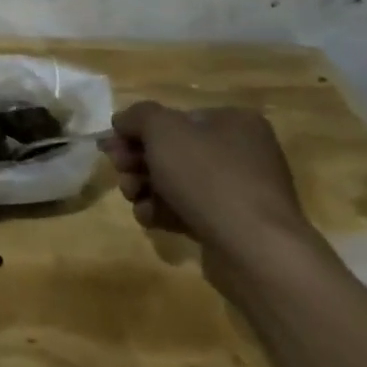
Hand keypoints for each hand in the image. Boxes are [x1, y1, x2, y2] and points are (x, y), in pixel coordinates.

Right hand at [104, 102, 317, 277]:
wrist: (254, 250)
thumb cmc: (208, 176)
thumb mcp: (162, 129)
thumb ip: (138, 116)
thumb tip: (124, 121)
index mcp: (234, 122)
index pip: (176, 117)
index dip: (138, 129)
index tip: (113, 146)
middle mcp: (242, 153)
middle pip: (173, 150)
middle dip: (138, 160)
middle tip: (119, 169)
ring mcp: (239, 193)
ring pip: (177, 182)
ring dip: (145, 186)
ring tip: (131, 196)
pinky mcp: (231, 227)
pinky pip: (189, 211)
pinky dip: (163, 211)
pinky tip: (149, 218)